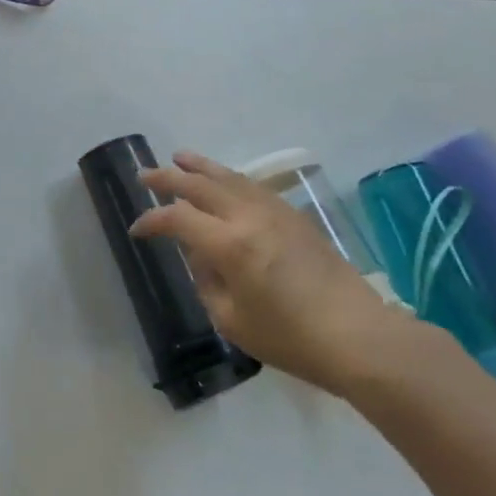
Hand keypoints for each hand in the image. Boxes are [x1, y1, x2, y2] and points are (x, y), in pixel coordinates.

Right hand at [131, 151, 406, 394]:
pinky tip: (224, 180)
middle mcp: (248, 217)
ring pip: (229, 177)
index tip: (137, 230)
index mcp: (229, 244)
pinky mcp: (295, 216)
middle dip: (168, 178)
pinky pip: (254, 186)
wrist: (358, 336)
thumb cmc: (290, 338)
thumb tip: (199, 253)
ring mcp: (275, 212)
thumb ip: (206, 280)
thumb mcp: (231, 319)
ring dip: (200, 166)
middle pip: (200, 185)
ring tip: (179, 157)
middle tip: (145, 175)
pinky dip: (230, 178)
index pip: (177, 218)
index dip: (152, 221)